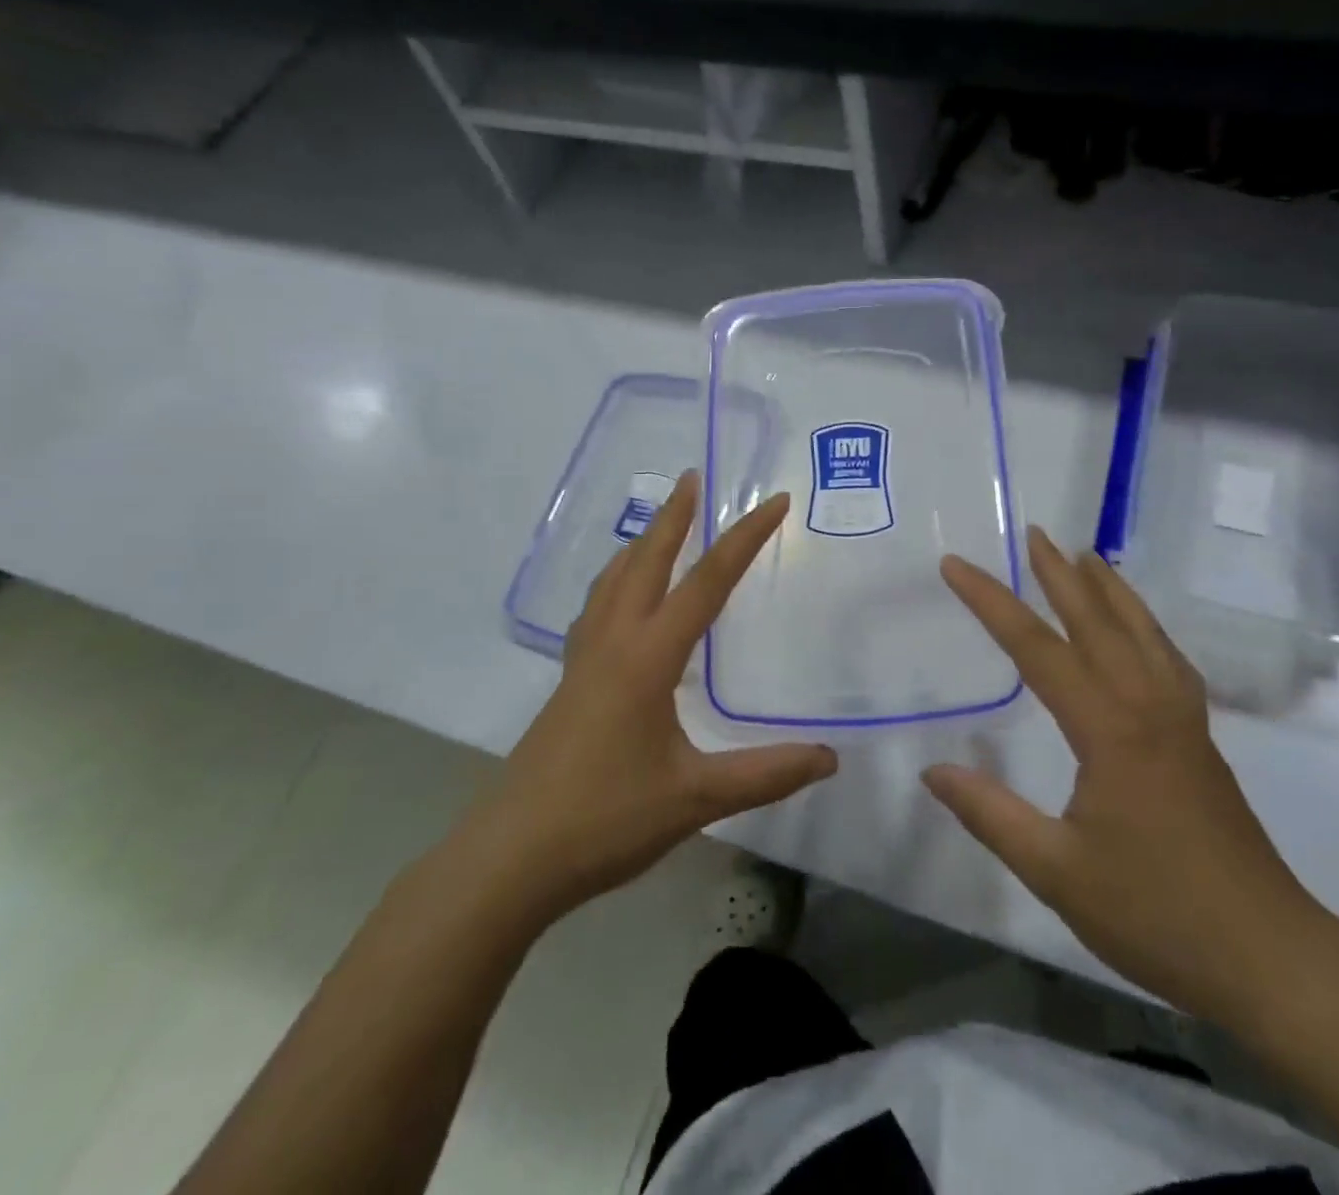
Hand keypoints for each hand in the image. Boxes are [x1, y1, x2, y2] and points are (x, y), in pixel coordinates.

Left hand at [466, 472, 836, 926]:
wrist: (509, 860)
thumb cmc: (604, 821)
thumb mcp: (696, 799)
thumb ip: (765, 774)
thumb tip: (830, 757)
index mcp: (647, 658)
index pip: (706, 583)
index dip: (744, 539)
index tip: (773, 502)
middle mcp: (613, 645)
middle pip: (645, 562)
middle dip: (673, 517)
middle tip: (692, 478)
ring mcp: (583, 663)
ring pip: (612, 582)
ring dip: (640, 544)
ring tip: (659, 525)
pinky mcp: (569, 684)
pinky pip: (596, 610)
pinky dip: (617, 583)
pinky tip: (622, 600)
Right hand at [924, 528, 1325, 1021]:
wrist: (1269, 956)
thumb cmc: (1156, 914)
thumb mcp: (1057, 871)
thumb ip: (991, 815)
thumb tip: (933, 771)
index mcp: (1108, 729)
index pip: (1036, 648)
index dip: (991, 602)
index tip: (956, 565)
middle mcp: (1147, 706)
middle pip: (1098, 622)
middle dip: (1060, 574)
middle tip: (1035, 533)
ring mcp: (1181, 720)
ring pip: (1142, 633)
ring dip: (1111, 590)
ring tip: (1088, 556)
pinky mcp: (1199, 741)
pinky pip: (1168, 660)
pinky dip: (1147, 627)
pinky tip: (1140, 631)